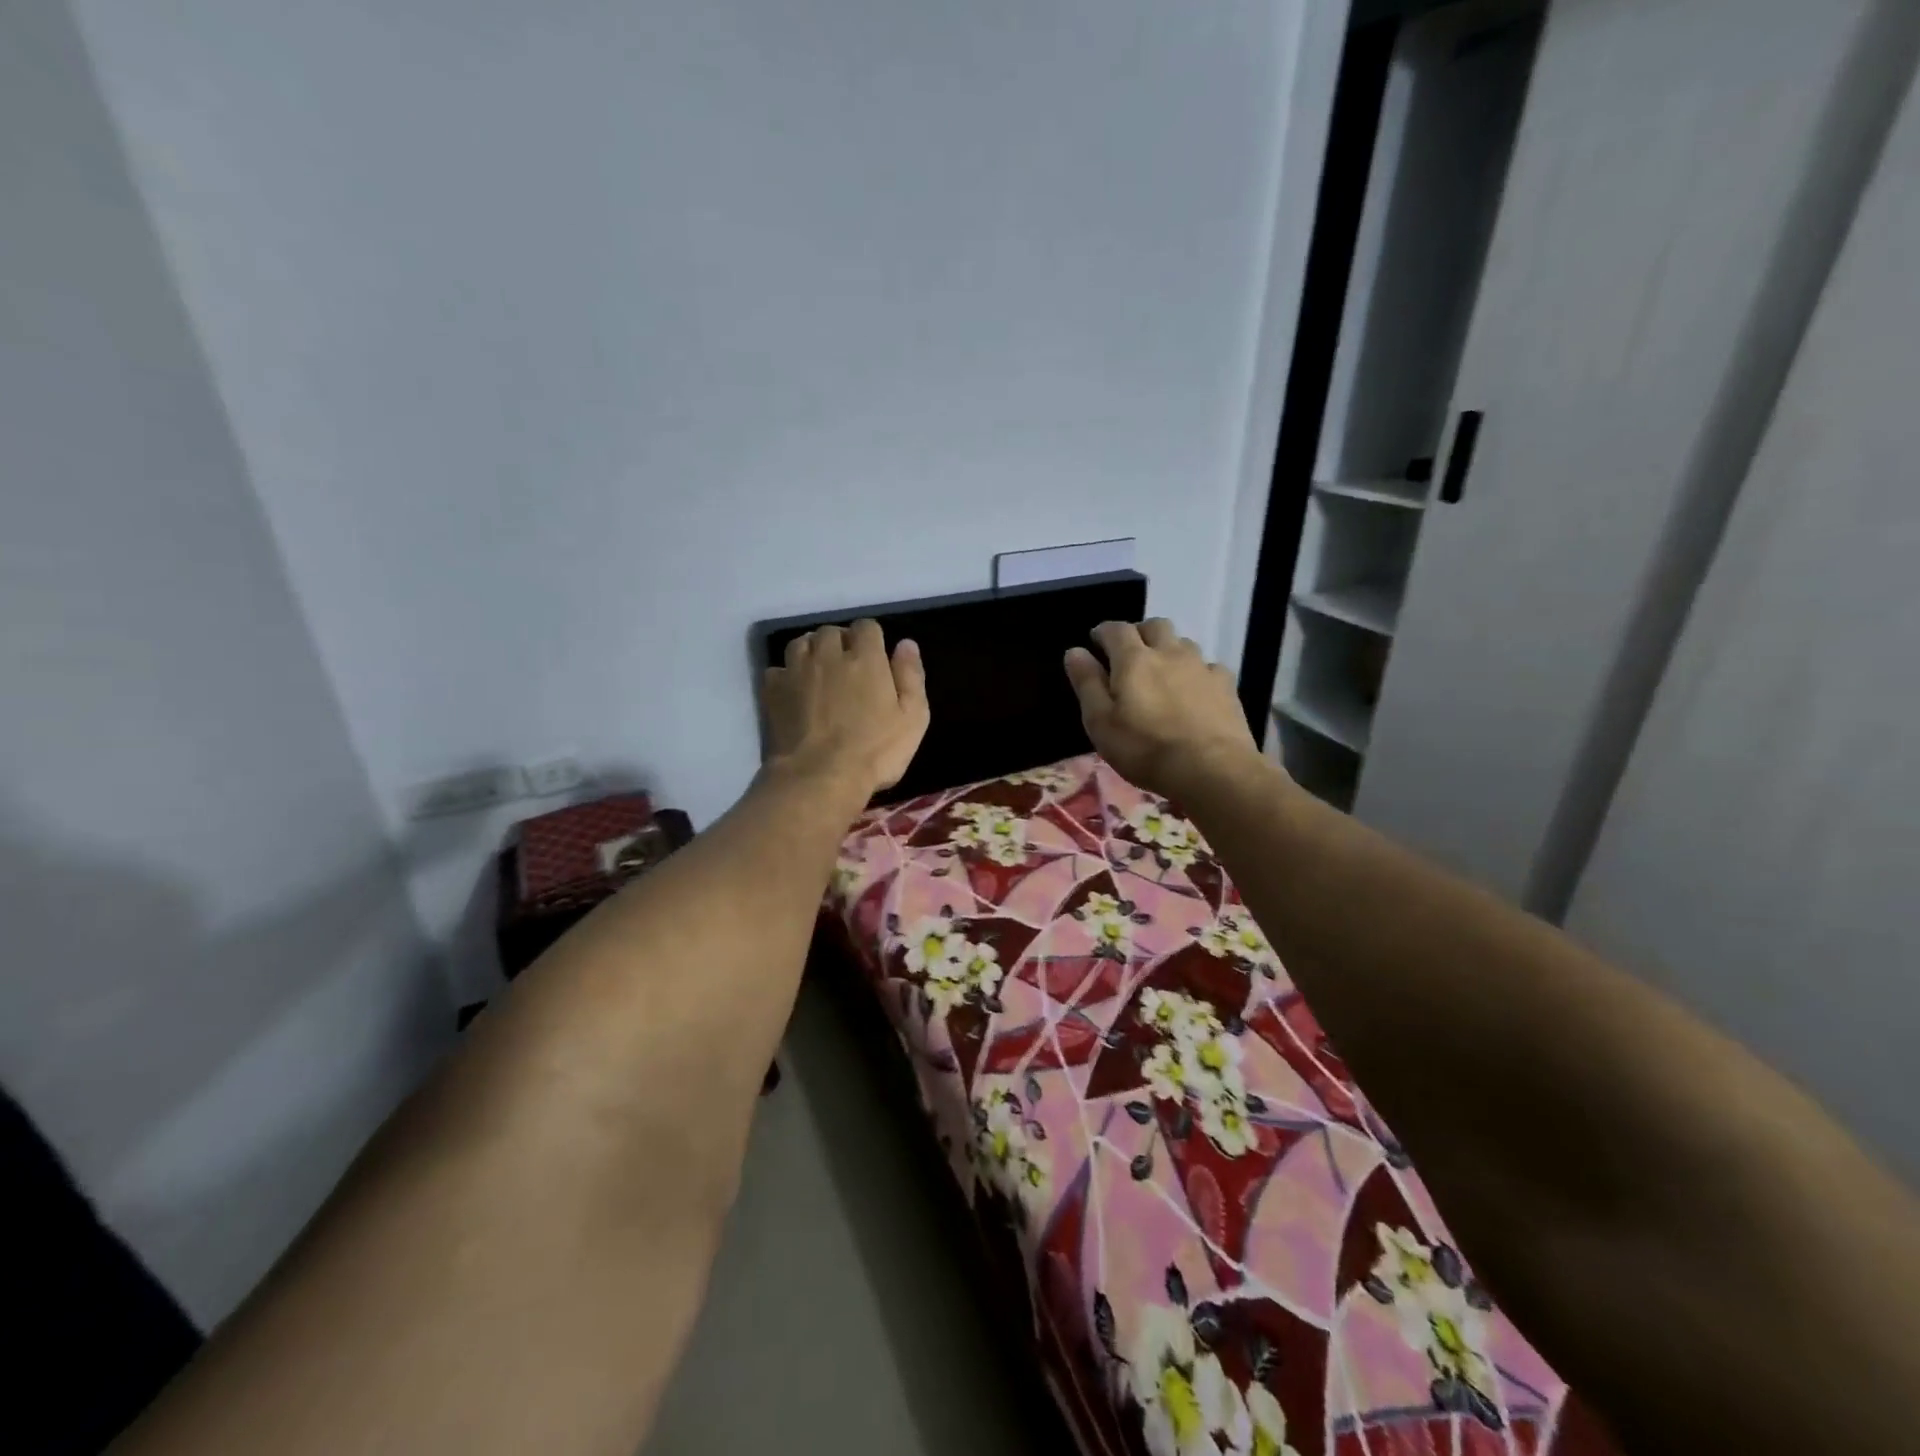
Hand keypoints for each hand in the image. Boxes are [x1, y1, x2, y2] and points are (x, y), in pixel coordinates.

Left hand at [762, 619, 929, 797]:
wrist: (819, 777)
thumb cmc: (874, 751)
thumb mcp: (912, 718)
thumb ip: (911, 676)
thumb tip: (906, 644)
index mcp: (865, 658)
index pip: (867, 627)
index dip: (872, 638)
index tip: (875, 657)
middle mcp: (828, 654)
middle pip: (831, 631)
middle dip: (840, 642)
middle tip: (848, 667)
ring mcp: (796, 671)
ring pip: (801, 643)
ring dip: (811, 651)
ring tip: (819, 672)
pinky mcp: (773, 691)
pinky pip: (777, 669)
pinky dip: (786, 675)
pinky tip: (794, 691)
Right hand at [1063, 619, 1262, 798]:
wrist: (1210, 769)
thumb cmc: (1144, 749)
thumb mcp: (1100, 722)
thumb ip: (1087, 683)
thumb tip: (1074, 651)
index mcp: (1133, 660)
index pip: (1116, 629)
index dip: (1103, 632)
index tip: (1095, 642)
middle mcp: (1169, 652)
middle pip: (1154, 626)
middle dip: (1139, 633)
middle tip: (1129, 654)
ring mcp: (1201, 667)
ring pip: (1183, 643)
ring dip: (1169, 649)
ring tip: (1162, 672)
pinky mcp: (1226, 685)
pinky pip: (1208, 667)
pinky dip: (1196, 672)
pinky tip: (1194, 691)